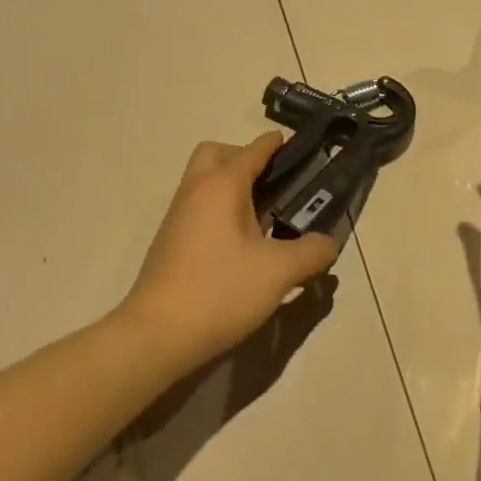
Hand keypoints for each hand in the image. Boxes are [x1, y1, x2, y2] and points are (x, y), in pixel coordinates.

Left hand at [113, 133, 338, 368]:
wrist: (153, 338)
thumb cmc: (219, 292)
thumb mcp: (279, 273)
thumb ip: (311, 252)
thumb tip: (327, 243)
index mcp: (221, 187)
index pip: (252, 150)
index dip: (275, 143)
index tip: (296, 142)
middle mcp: (195, 192)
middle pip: (216, 153)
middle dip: (244, 156)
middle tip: (272, 180)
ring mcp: (177, 218)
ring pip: (202, 180)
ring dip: (230, 183)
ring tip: (263, 211)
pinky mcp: (169, 244)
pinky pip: (197, 206)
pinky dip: (218, 208)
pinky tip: (240, 240)